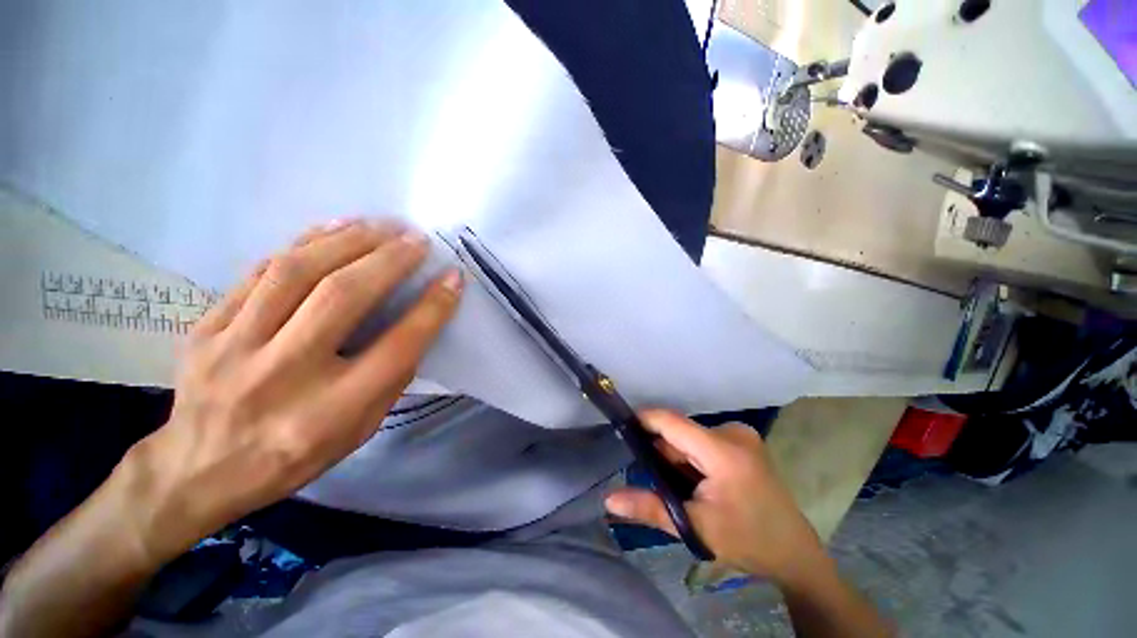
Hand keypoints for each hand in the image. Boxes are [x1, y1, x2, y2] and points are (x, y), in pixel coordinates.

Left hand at [117, 219, 462, 564]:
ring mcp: (233, 347)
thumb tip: (418, 323)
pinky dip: (304, 242)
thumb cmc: (294, 455)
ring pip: (297, 271)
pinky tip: (333, 228)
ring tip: (382, 225)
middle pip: (343, 297)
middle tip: (418, 240)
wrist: (197, 471)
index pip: (396, 347)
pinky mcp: (205, 327)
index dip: (432, 308)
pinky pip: (260, 271)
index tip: (453, 278)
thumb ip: (391, 378)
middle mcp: (282, 375)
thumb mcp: (360, 430)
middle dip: (390, 260)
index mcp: (330, 412)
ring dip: (349, 240)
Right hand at [605, 410, 825, 583]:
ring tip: (681, 487)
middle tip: (657, 482)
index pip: (673, 422)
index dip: (645, 420)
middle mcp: (733, 433)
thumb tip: (609, 499)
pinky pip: (704, 441)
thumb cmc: (747, 541)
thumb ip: (650, 508)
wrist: (794, 553)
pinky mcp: (743, 441)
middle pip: (681, 433)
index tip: (622, 428)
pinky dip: (692, 457)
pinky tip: (696, 481)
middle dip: (663, 453)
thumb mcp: (695, 527)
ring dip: (678, 457)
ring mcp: (741, 435)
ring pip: (691, 437)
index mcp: (723, 451)